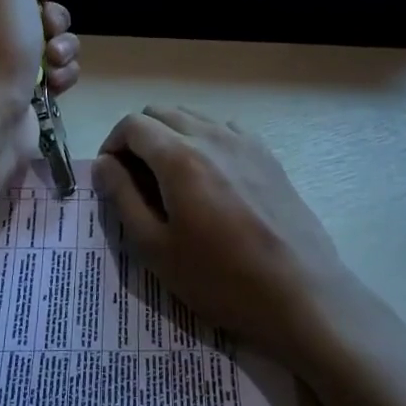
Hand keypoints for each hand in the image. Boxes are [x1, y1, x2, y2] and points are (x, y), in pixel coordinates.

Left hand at [0, 0, 79, 107]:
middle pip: (39, 12)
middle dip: (55, 19)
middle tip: (49, 31)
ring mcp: (5, 65)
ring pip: (54, 42)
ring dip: (64, 48)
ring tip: (53, 62)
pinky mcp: (25, 92)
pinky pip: (57, 72)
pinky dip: (63, 74)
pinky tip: (55, 83)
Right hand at [92, 108, 351, 360]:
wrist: (301, 294)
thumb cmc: (221, 279)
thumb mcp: (156, 248)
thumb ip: (122, 198)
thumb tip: (103, 164)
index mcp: (179, 156)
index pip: (132, 124)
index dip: (112, 145)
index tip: (111, 177)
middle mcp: (211, 135)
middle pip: (161, 112)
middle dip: (139, 137)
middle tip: (136, 179)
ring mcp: (244, 141)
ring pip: (192, 116)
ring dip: (171, 136)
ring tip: (172, 180)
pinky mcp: (267, 154)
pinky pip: (224, 129)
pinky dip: (205, 141)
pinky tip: (211, 179)